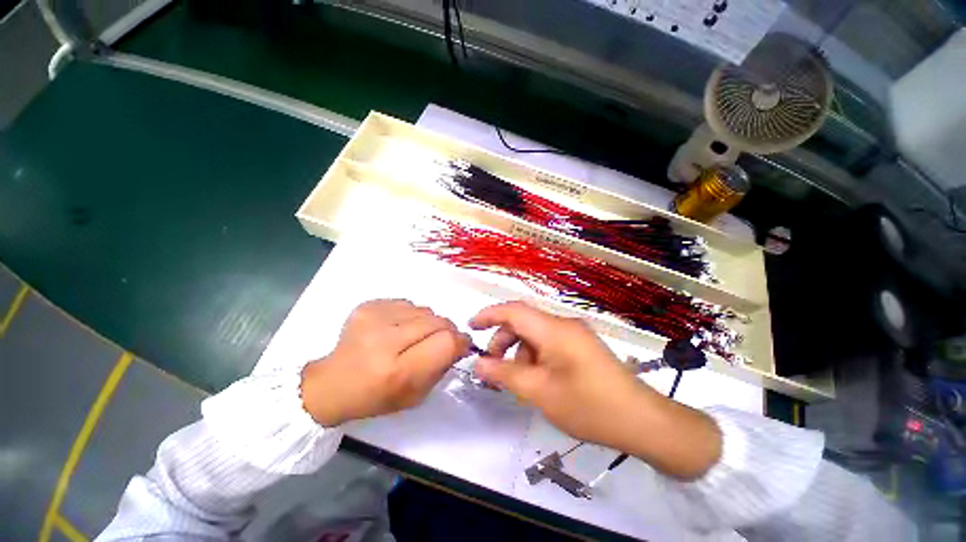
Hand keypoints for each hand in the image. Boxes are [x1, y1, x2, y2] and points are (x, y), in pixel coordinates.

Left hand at [301, 299, 468, 425]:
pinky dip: (411, 315)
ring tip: (414, 336)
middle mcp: (385, 340)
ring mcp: (374, 318)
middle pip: (438, 321)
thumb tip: (459, 342)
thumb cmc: (376, 396)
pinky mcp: (368, 305)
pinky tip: (397, 328)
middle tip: (441, 340)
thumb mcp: (416, 395)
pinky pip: (407, 303)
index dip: (459, 341)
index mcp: (398, 371)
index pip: (446, 341)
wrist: (332, 383)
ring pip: (425, 310)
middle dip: (447, 330)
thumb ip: (442, 366)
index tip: (461, 345)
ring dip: (428, 322)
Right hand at [470, 301, 720, 479]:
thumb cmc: (588, 405)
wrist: (641, 420)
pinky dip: (535, 356)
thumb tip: (478, 365)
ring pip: (535, 335)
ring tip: (516, 380)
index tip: (471, 327)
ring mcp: (575, 334)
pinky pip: (549, 344)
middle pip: (523, 322)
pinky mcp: (581, 346)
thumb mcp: (539, 392)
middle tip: (492, 367)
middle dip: (503, 340)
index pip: (513, 310)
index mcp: (553, 329)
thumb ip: (505, 375)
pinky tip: (537, 379)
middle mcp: (563, 324)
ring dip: (520, 352)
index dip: (489, 314)